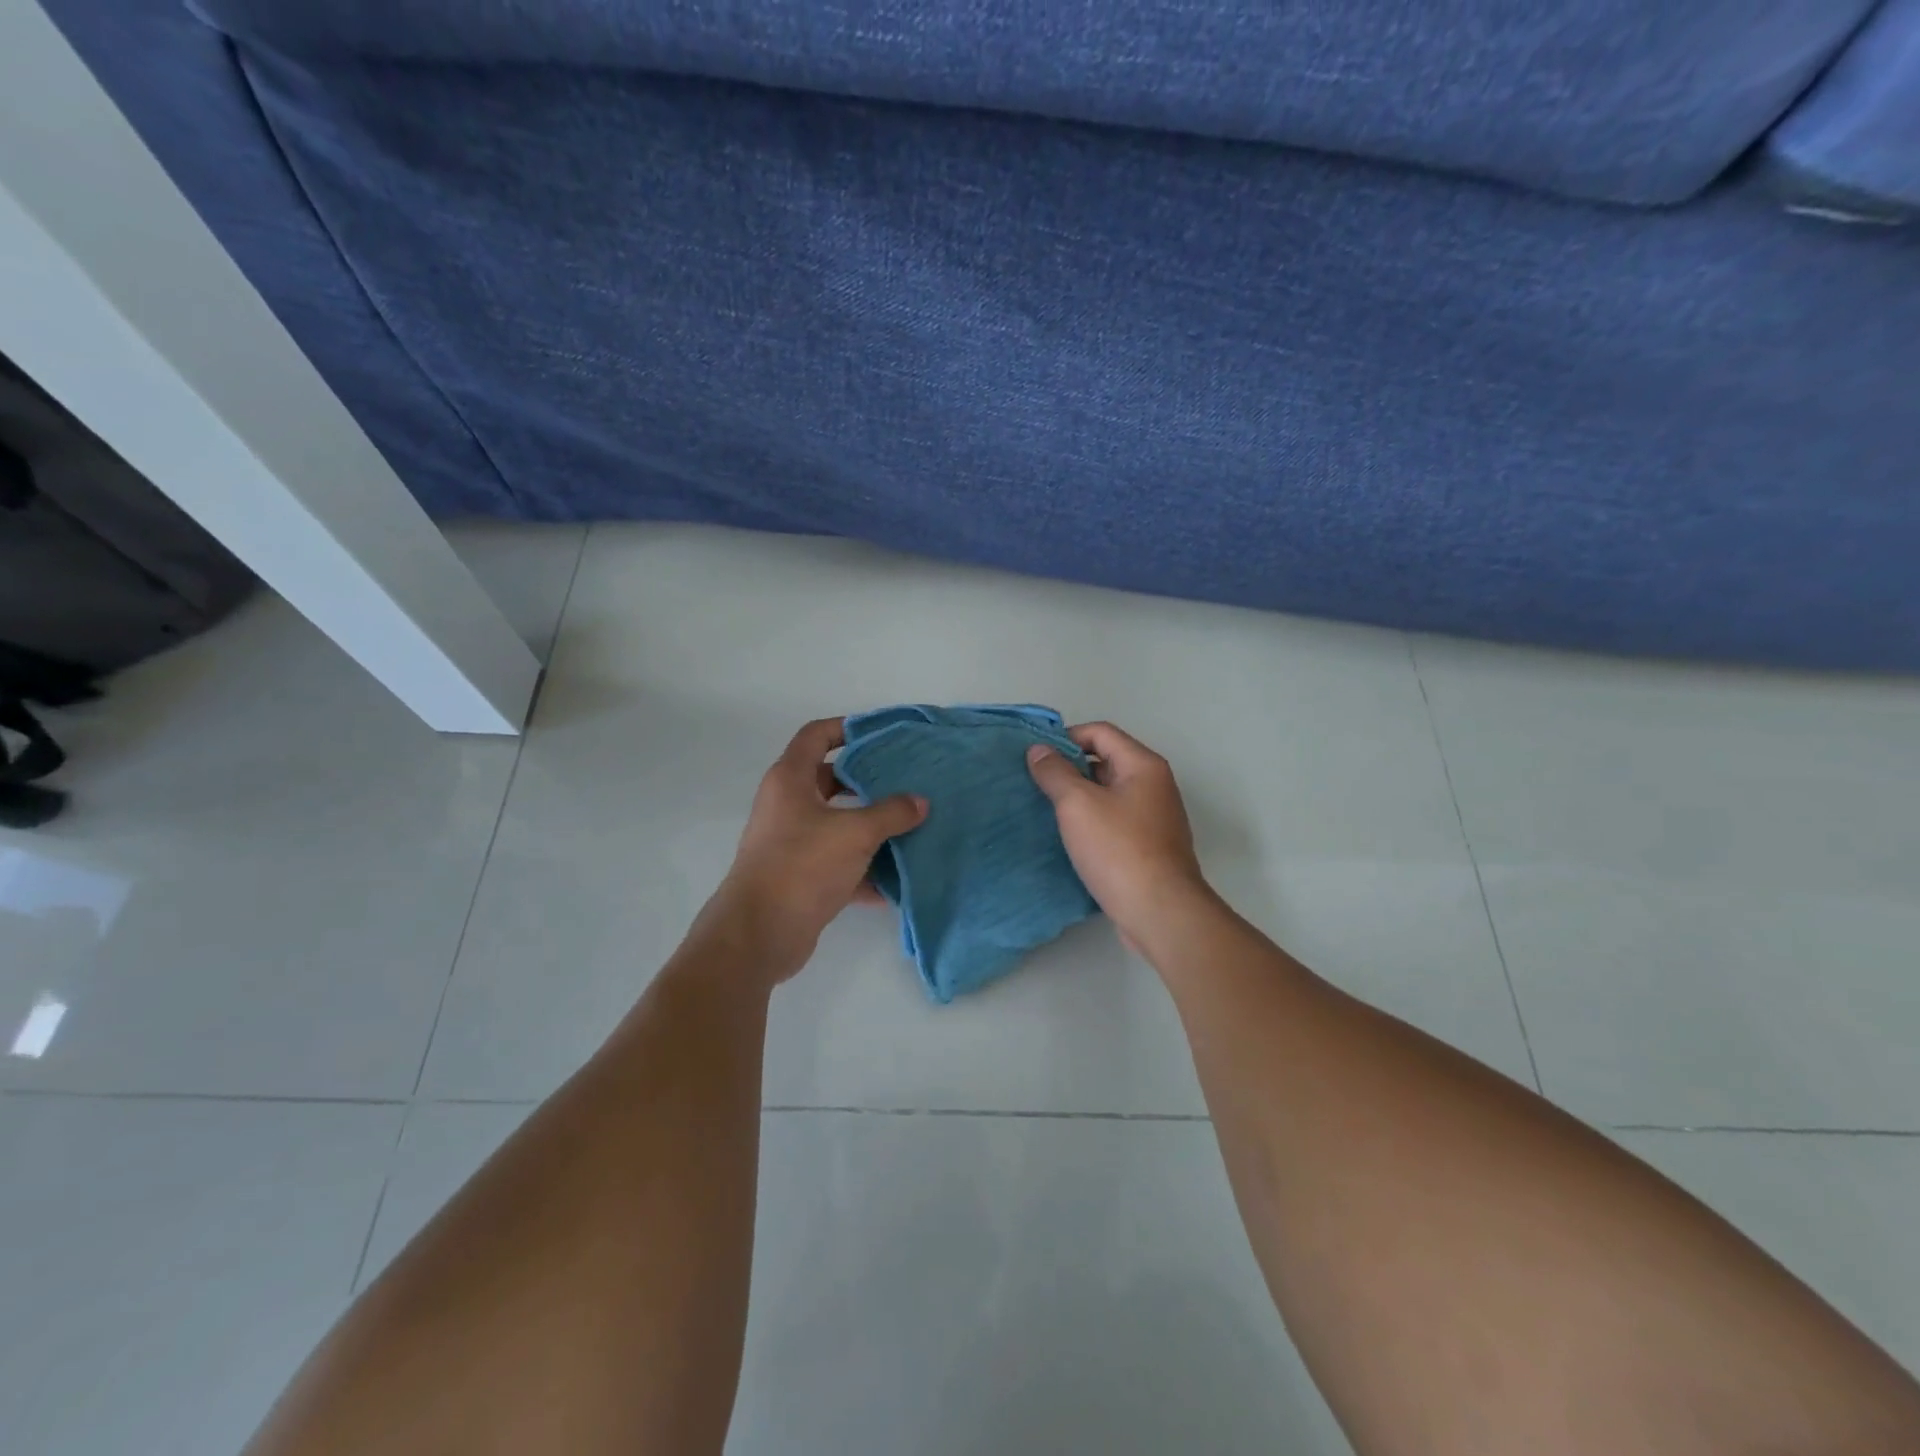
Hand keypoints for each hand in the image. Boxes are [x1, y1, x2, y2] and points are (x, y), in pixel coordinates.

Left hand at [706, 717, 926, 980]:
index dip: (847, 728)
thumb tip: (920, 802)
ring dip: (871, 827)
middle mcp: (788, 806)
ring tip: (912, 825)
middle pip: (831, 780)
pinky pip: (840, 863)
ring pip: (838, 824)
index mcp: (790, 780)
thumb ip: (891, 813)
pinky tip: (899, 879)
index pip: (816, 735)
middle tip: (907, 781)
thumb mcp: (854, 833)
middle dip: (869, 781)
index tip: (882, 735)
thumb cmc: (802, 866)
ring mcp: (793, 843)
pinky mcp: (801, 877)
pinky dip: (865, 869)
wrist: (759, 935)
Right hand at [1027, 722, 1209, 942]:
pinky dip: (1091, 822)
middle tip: (1035, 784)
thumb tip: (1039, 749)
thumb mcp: (1077, 804)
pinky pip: (1114, 821)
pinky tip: (1069, 838)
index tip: (1036, 757)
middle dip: (1069, 768)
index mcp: (1143, 765)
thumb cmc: (1118, 850)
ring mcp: (1154, 818)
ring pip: (1108, 794)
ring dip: (1078, 798)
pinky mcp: (1149, 848)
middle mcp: (1154, 785)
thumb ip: (1055, 772)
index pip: (1100, 732)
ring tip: (1045, 810)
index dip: (1066, 738)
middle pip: (1106, 761)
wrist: (1160, 912)